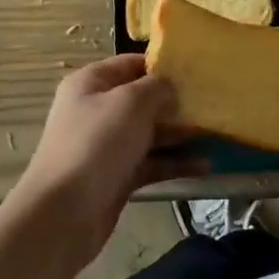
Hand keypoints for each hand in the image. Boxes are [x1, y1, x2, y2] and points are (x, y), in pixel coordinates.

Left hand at [3, 56, 201, 273]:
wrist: (63, 214)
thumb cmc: (97, 144)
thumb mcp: (131, 102)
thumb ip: (157, 87)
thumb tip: (170, 86)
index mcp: (91, 83)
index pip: (131, 64)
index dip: (162, 66)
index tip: (197, 71)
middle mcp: (97, 110)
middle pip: (143, 99)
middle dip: (176, 102)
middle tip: (211, 104)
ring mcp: (107, 145)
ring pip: (150, 133)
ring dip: (180, 134)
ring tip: (215, 133)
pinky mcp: (117, 176)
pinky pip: (151, 163)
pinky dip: (175, 163)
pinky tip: (204, 166)